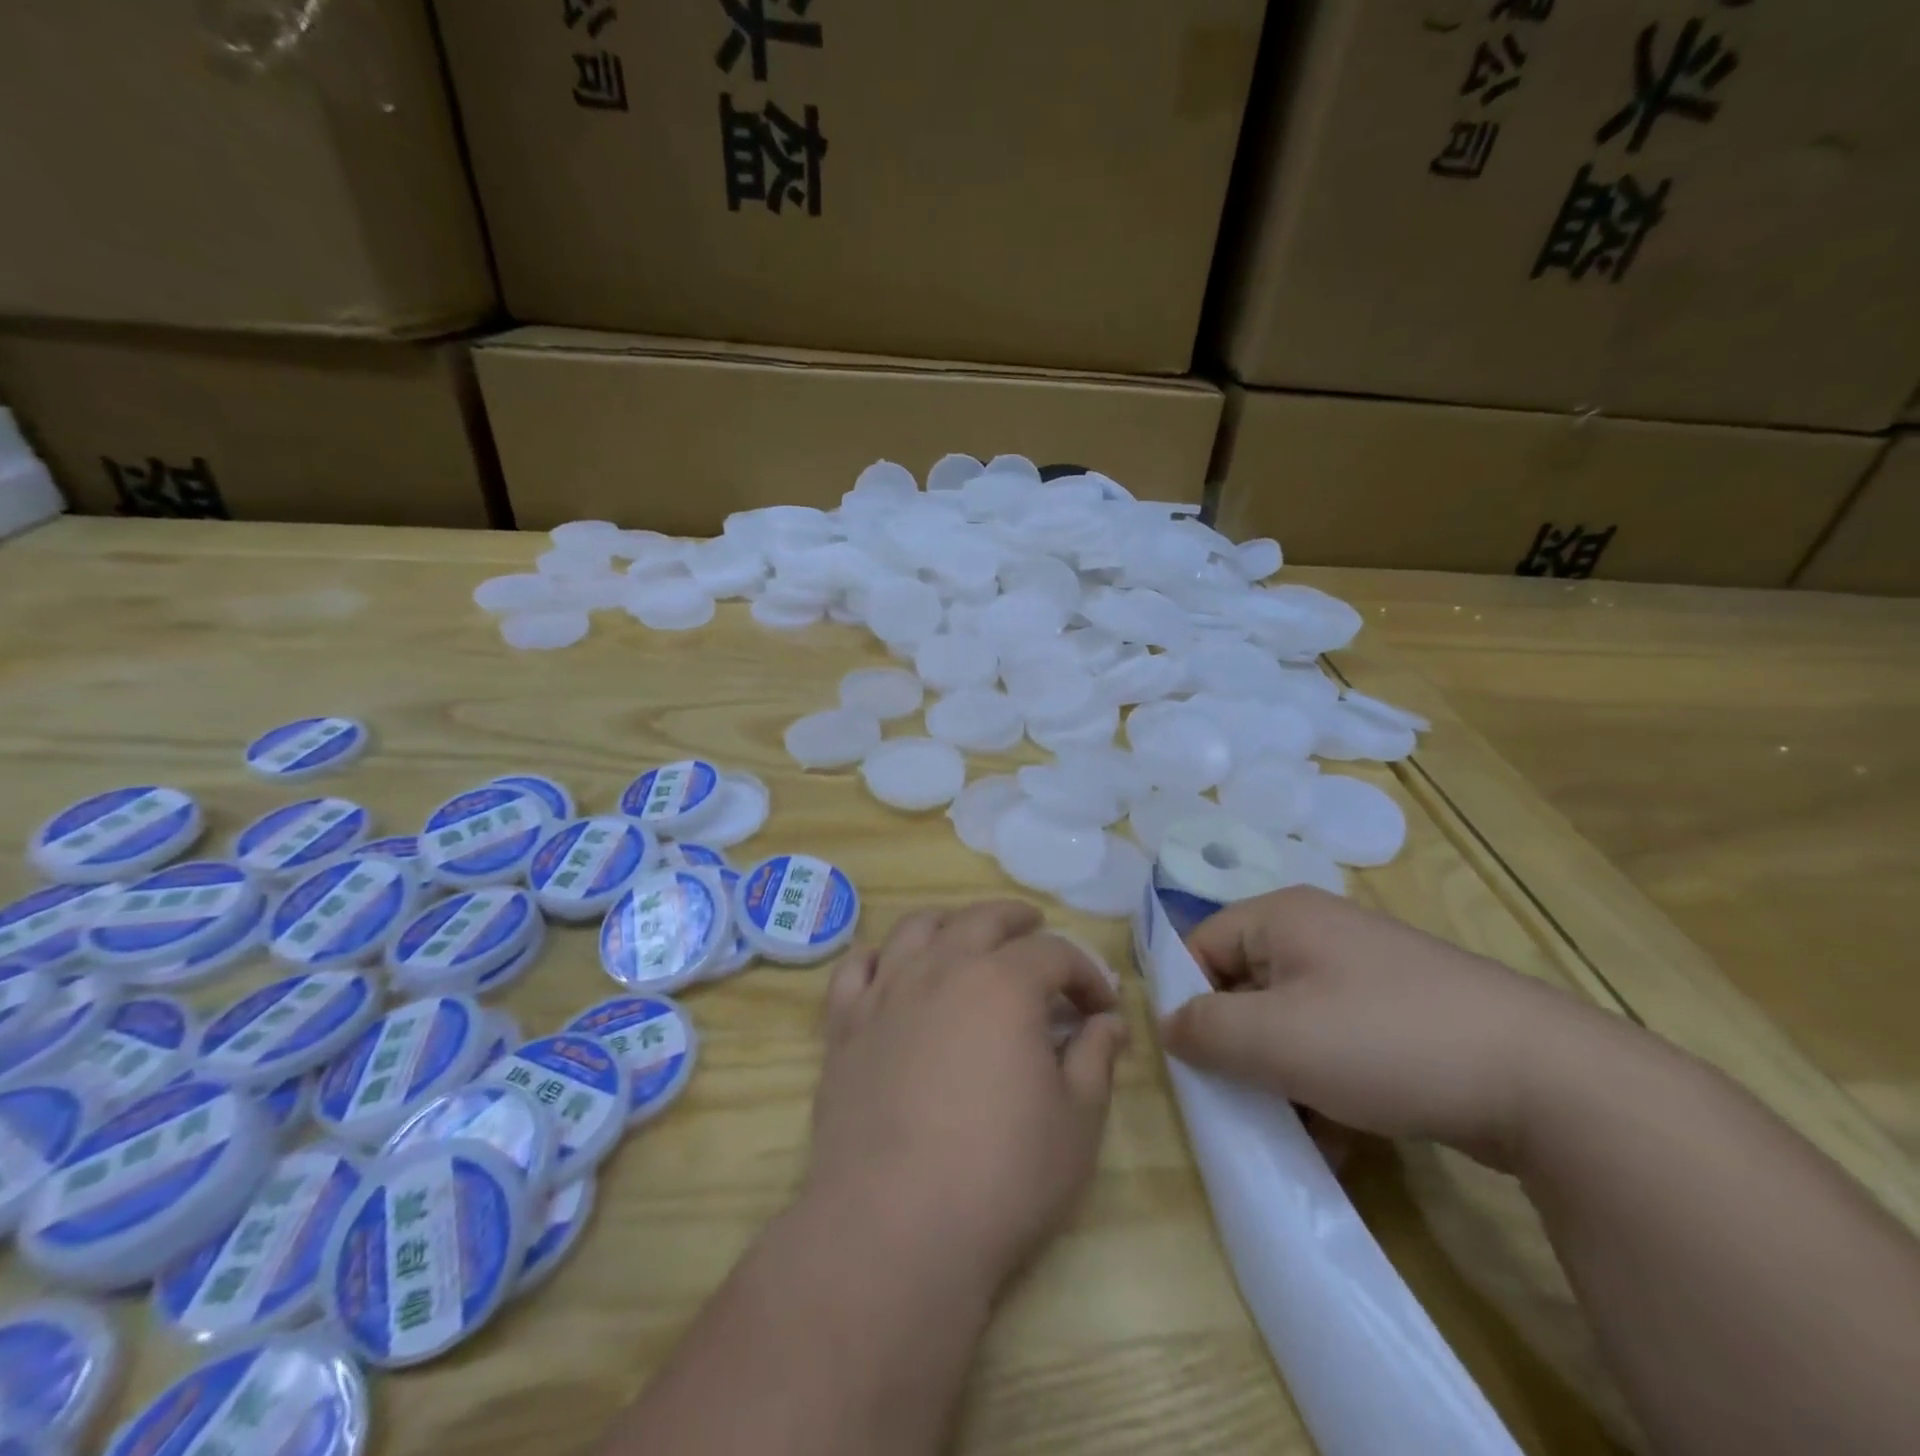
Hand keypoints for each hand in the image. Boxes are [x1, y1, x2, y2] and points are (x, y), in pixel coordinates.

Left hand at [805, 900, 1127, 1299]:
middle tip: (1037, 932)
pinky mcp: (844, 1025)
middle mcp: (942, 969)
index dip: (1086, 974)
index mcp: (1004, 984)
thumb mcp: (1077, 1122)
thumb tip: (1109, 1023)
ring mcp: (886, 992)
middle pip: (982, 919)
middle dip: (1018, 921)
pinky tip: (891, 969)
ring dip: (949, 922)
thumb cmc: (1001, 1175)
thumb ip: (1096, 1059)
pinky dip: (878, 956)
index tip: (1102, 1007)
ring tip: (965, 936)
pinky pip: (856, 967)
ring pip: (916, 927)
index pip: (1055, 953)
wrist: (894, 1228)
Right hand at [1160, 887, 1610, 1167]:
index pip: (1201, 945)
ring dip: (1283, 1077)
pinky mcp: (1405, 1014)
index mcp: (1284, 917)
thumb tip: (1168, 1026)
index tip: (1196, 1060)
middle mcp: (1321, 933)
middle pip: (1246, 987)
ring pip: (1292, 1023)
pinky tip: (1343, 1136)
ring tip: (1298, 1128)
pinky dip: (1327, 1084)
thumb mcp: (1277, 1039)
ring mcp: (1368, 973)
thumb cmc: (1386, 1041)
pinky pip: (1338, 1043)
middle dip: (1239, 1048)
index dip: (1189, 1000)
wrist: (1550, 1082)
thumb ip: (1204, 1030)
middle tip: (1243, 1099)